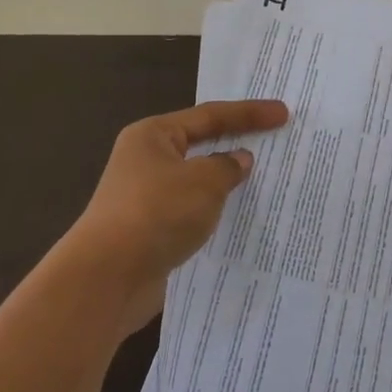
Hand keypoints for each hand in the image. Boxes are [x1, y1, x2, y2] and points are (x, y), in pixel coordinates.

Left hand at [55, 99, 289, 336]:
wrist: (107, 277)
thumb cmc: (157, 212)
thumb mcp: (203, 182)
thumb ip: (227, 166)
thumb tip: (238, 161)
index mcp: (154, 135)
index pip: (210, 115)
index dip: (249, 113)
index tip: (283, 114)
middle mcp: (146, 160)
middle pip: (201, 145)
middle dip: (236, 145)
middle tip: (274, 142)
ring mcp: (145, 197)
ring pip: (197, 182)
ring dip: (225, 183)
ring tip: (264, 182)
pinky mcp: (150, 231)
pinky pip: (191, 212)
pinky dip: (214, 212)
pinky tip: (237, 220)